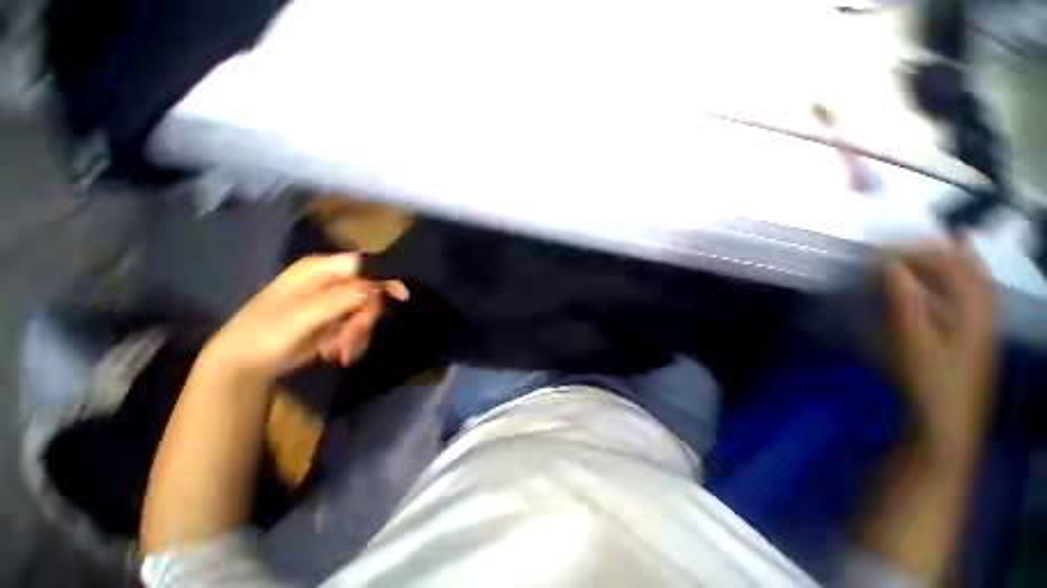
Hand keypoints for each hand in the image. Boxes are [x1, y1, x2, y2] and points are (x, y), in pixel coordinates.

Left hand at [201, 254, 407, 383]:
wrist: (246, 363)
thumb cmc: (266, 334)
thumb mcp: (300, 318)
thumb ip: (336, 300)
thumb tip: (373, 288)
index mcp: (319, 270)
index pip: (364, 265)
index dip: (385, 279)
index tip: (401, 298)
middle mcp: (330, 281)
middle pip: (370, 293)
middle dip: (364, 320)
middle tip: (351, 341)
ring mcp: (334, 301)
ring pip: (367, 313)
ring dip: (357, 335)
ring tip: (338, 353)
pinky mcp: (336, 319)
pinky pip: (359, 326)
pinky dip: (353, 342)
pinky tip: (336, 353)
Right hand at [886, 239, 994, 458]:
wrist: (948, 424)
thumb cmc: (930, 382)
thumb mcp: (912, 343)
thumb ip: (905, 301)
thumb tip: (892, 266)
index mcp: (972, 308)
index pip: (947, 263)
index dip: (913, 251)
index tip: (878, 252)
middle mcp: (983, 308)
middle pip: (967, 266)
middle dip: (935, 250)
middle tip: (901, 247)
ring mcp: (983, 323)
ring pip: (974, 279)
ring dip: (951, 262)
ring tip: (929, 252)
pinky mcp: (976, 337)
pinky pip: (972, 296)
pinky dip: (959, 281)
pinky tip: (946, 285)